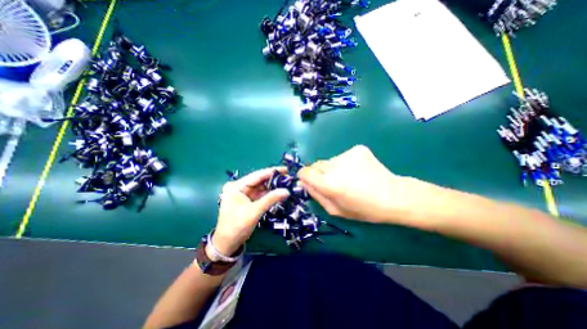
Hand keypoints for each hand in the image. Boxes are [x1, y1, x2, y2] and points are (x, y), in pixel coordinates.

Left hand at [213, 168, 290, 255]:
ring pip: (261, 187)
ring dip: (273, 187)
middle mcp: (239, 187)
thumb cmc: (237, 226)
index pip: (257, 175)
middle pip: (259, 180)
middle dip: (274, 180)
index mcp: (236, 186)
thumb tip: (287, 191)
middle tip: (288, 178)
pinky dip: (269, 194)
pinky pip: (260, 194)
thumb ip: (271, 199)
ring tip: (287, 184)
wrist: (227, 243)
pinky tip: (279, 193)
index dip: (272, 172)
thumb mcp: (254, 211)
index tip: (285, 169)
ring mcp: (243, 193)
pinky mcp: (247, 200)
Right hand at [298, 145, 422, 223]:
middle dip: (319, 174)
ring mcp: (348, 154)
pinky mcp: (358, 149)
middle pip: (316, 165)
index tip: (310, 181)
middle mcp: (336, 166)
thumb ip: (316, 195)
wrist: (394, 196)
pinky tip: (357, 171)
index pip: (305, 172)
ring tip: (348, 178)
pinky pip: (342, 156)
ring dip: (333, 169)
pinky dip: (345, 164)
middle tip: (332, 183)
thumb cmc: (364, 209)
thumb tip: (303, 182)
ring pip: (329, 161)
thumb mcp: (336, 210)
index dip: (305, 176)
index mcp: (330, 184)